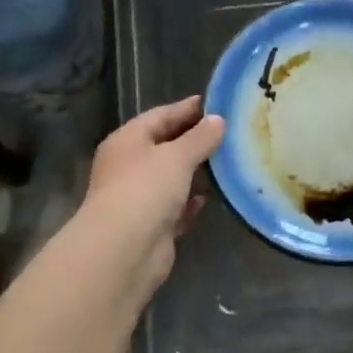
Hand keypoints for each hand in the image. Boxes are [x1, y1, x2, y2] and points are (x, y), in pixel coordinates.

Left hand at [83, 96, 225, 300]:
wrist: (124, 250)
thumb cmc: (145, 189)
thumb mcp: (177, 156)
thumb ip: (200, 137)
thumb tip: (218, 120)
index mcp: (127, 140)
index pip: (160, 115)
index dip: (187, 108)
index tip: (217, 102)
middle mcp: (129, 166)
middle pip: (165, 146)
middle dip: (194, 140)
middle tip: (229, 131)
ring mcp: (138, 197)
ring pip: (171, 178)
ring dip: (194, 172)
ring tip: (227, 161)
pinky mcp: (151, 225)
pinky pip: (175, 207)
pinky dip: (190, 202)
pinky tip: (209, 197)